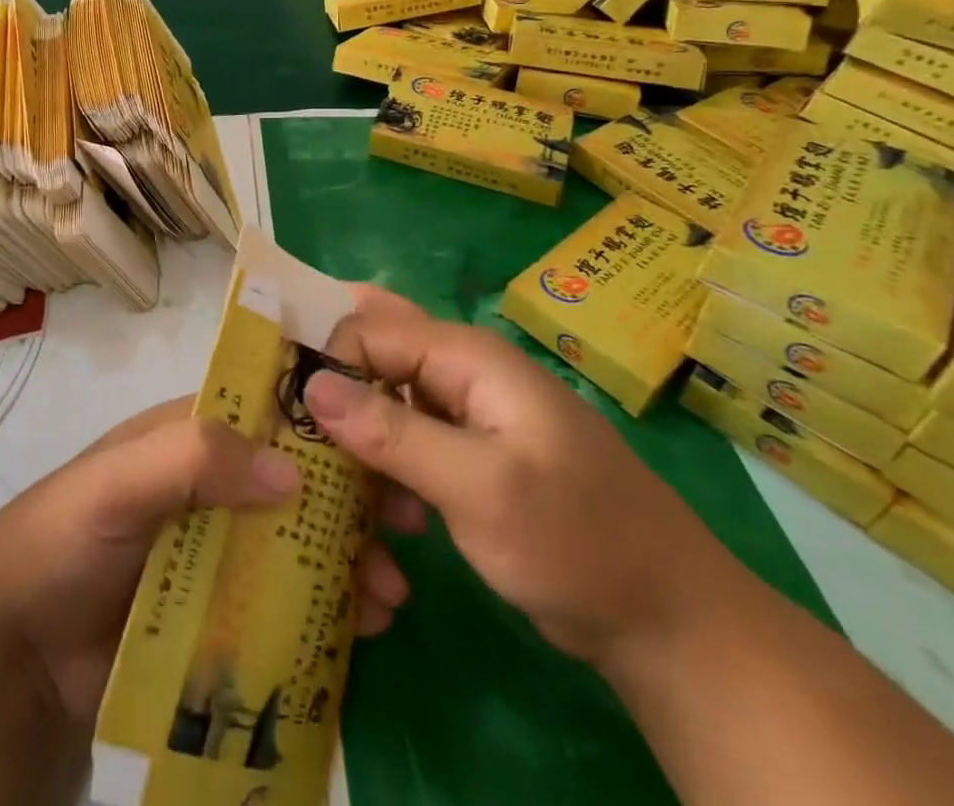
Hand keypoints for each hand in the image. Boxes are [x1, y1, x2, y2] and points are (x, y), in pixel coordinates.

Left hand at [0, 398, 415, 727]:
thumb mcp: (120, 480)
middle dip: (354, 496)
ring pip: (300, 543)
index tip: (386, 433)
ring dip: (351, 558)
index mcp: (193, 438)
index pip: (268, 412)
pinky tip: (364, 628)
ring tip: (389, 591)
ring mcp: (221, 552)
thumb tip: (292, 473)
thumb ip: (192, 458)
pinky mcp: (222, 615)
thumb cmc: (65, 537)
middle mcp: (214, 486)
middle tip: (409, 522)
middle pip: (297, 481)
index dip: (325, 418)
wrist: (17, 650)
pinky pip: (287, 606)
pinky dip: (329, 612)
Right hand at [303, 287, 746, 672]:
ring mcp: (466, 415)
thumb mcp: (479, 489)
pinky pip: (406, 446)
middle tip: (295, 442)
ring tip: (348, 502)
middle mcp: (461, 372)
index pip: (368, 330)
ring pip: (383, 407)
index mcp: (467, 356)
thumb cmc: (577, 541)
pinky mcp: (468, 456)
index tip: (285, 414)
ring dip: (361, 450)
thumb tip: (311, 385)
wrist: (668, 622)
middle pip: (372, 361)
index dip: (324, 362)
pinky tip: (388, 524)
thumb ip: (393, 433)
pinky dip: (387, 476)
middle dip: (334, 399)